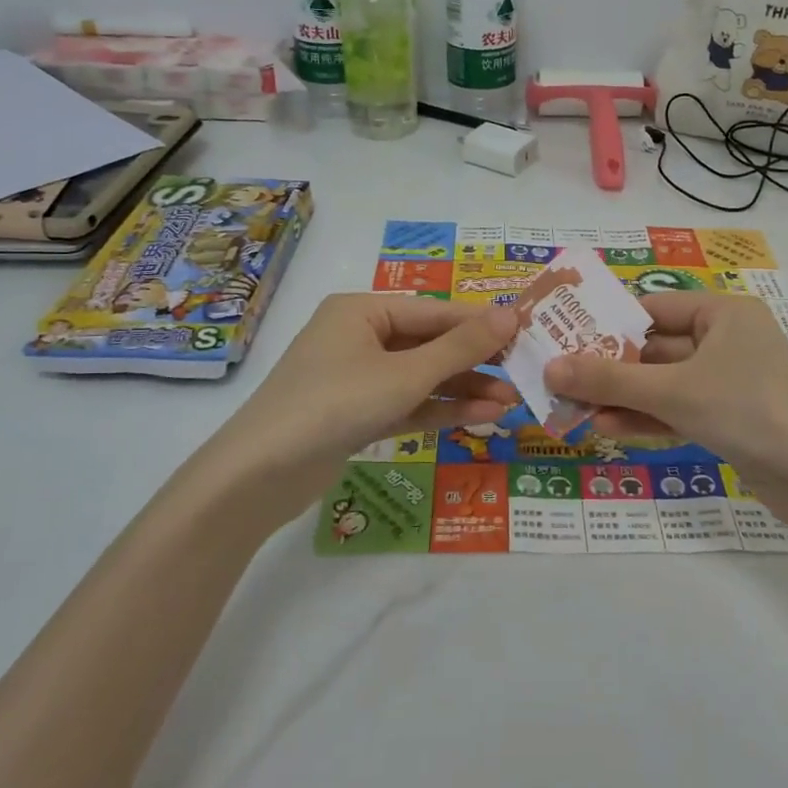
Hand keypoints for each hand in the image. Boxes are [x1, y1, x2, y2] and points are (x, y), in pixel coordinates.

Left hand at [202, 295, 519, 526]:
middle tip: (523, 372)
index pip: (434, 311)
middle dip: (475, 362)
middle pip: (429, 344)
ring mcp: (356, 378)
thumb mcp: (405, 374)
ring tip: (511, 401)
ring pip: (421, 377)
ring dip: (463, 389)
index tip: (527, 332)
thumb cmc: (335, 404)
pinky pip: (407, 403)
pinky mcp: (356, 415)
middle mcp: (358, 337)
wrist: (261, 476)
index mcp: (361, 311)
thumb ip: (460, 347)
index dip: (481, 322)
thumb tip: (511, 313)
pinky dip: (440, 410)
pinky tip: (481, 415)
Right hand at [544, 292, 787, 517]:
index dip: (609, 322)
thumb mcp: (672, 391)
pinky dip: (647, 417)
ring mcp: (729, 381)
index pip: (654, 308)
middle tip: (561, 378)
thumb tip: (550, 367)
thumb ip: (609, 378)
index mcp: (723, 313)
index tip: (566, 337)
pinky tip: (607, 428)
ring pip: (664, 382)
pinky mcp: (730, 418)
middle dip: (610, 367)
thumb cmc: (746, 409)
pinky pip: (679, 408)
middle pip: (655, 348)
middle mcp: (727, 340)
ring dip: (623, 396)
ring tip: (574, 407)